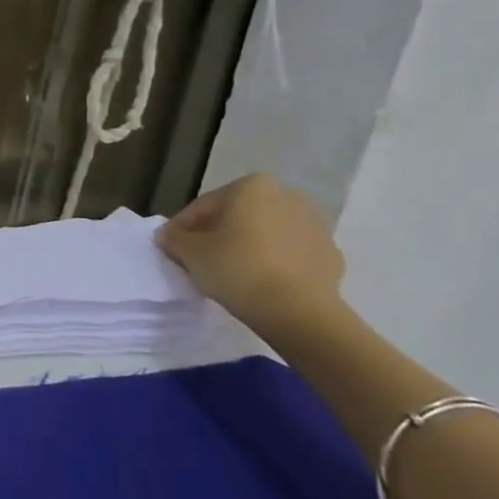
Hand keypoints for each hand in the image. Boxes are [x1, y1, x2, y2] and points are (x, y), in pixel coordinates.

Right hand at [155, 173, 343, 329]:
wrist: (298, 311)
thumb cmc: (237, 269)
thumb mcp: (190, 252)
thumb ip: (174, 238)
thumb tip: (169, 235)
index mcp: (251, 187)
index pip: (203, 206)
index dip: (182, 228)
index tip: (171, 248)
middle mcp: (287, 196)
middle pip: (237, 216)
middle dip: (216, 234)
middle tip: (197, 258)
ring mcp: (314, 225)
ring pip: (264, 233)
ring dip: (245, 246)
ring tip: (227, 272)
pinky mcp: (329, 254)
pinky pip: (289, 253)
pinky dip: (271, 262)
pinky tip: (258, 282)